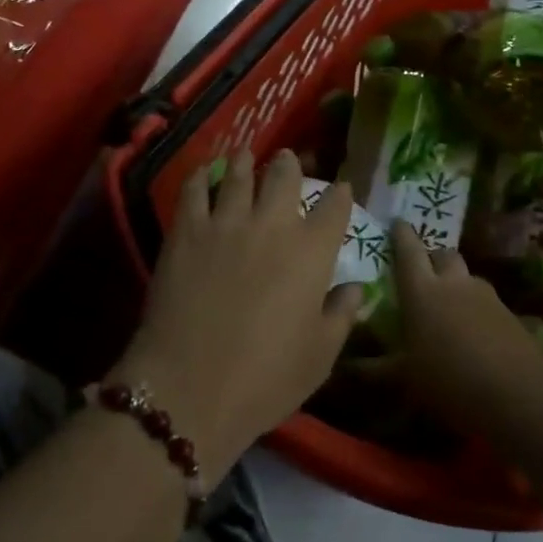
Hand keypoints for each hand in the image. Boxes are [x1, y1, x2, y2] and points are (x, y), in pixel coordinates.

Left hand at [113, 149, 362, 484]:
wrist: (191, 386)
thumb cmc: (266, 379)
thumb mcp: (320, 356)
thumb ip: (342, 315)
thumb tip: (355, 288)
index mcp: (312, 252)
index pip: (334, 207)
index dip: (340, 194)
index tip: (341, 188)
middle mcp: (273, 225)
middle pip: (285, 177)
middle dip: (290, 165)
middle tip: (288, 161)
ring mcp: (227, 222)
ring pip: (239, 175)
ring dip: (246, 162)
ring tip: (246, 154)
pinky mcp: (187, 230)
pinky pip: (195, 190)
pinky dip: (202, 175)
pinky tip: (204, 171)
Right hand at [389, 221, 542, 432]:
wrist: (519, 396)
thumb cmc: (450, 381)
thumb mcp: (407, 380)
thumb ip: (378, 369)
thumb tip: (350, 367)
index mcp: (422, 290)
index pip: (408, 250)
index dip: (401, 234)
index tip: (396, 223)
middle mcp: (454, 283)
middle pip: (442, 254)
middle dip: (432, 258)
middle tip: (423, 274)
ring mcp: (486, 296)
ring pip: (467, 276)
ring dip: (456, 283)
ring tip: (449, 307)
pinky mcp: (510, 314)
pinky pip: (486, 300)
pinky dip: (476, 308)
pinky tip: (474, 332)